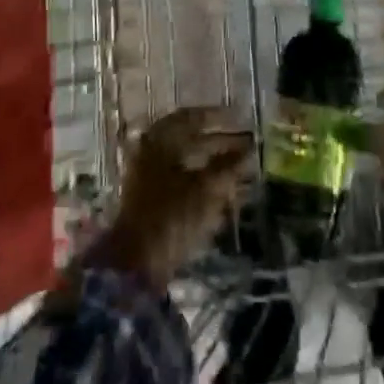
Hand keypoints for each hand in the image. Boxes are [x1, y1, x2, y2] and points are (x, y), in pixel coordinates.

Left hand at [89, 107, 252, 289]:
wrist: (134, 266)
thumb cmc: (170, 216)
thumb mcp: (205, 188)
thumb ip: (228, 164)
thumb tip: (250, 146)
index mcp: (158, 139)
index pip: (191, 117)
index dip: (218, 117)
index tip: (241, 118)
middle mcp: (150, 151)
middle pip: (190, 139)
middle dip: (220, 142)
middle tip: (246, 145)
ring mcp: (147, 176)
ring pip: (187, 162)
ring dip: (213, 163)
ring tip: (240, 169)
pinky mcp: (151, 201)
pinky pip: (182, 182)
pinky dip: (203, 183)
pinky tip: (223, 192)